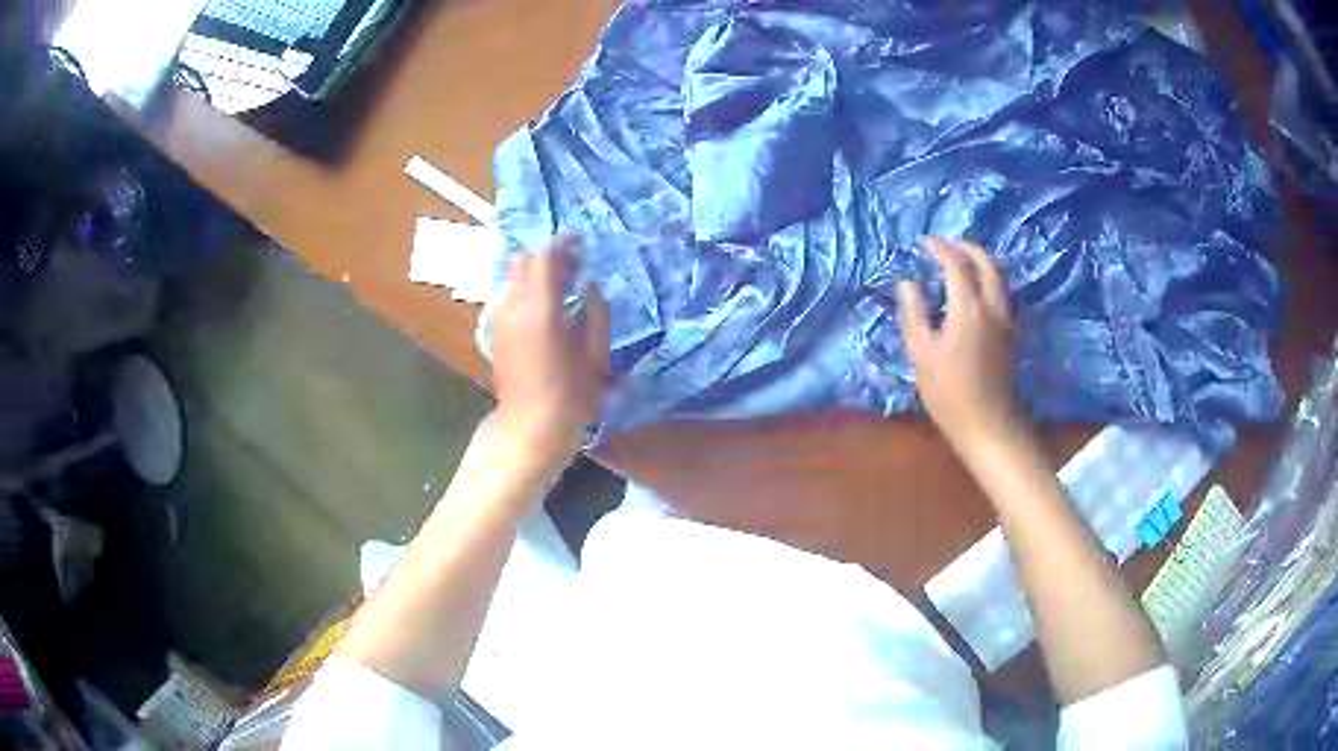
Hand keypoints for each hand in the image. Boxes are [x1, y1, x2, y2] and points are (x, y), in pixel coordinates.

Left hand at [491, 237, 609, 477]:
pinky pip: (508, 295)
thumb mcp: (596, 356)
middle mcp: (513, 306)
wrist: (529, 430)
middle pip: (524, 260)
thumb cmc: (570, 398)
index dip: (565, 243)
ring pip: (512, 276)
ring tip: (562, 287)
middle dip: (549, 256)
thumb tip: (591, 287)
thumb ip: (596, 313)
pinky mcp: (495, 331)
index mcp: (540, 308)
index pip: (545, 256)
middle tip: (575, 267)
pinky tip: (545, 308)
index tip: (584, 243)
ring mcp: (499, 318)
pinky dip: (525, 289)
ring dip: (535, 272)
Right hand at [896, 237, 1023, 452]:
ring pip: (999, 276)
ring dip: (980, 261)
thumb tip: (907, 284)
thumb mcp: (921, 354)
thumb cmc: (949, 393)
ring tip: (960, 261)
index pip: (956, 264)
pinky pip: (1003, 292)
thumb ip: (914, 313)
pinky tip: (976, 289)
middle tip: (945, 244)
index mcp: (969, 308)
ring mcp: (1007, 319)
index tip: (922, 243)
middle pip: (986, 262)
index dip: (938, 248)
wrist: (988, 425)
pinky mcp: (1012, 333)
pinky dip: (989, 279)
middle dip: (965, 247)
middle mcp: (993, 306)